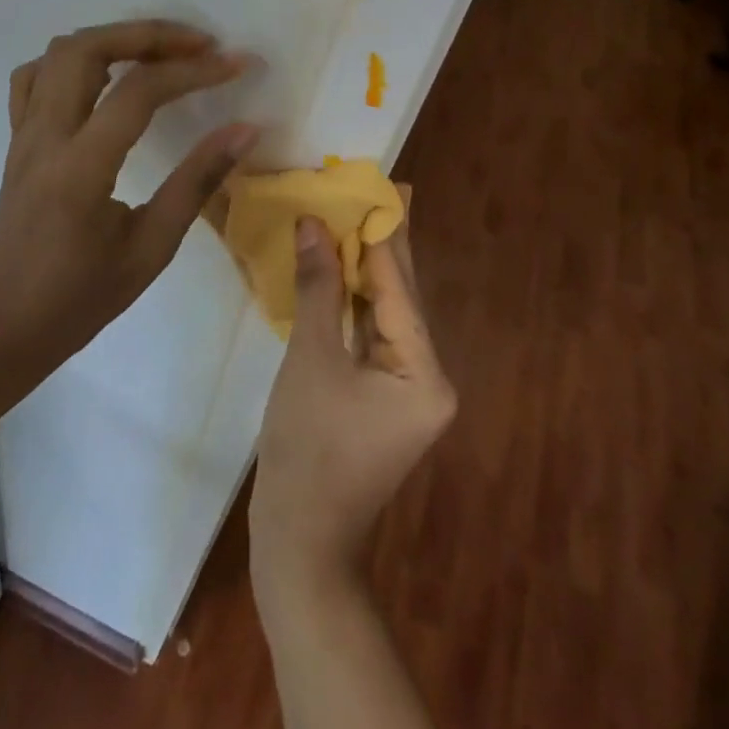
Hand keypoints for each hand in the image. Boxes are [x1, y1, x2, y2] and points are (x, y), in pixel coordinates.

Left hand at [0, 19, 257, 378]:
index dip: (193, 70)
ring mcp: (24, 133)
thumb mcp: (152, 248)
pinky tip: (105, 74)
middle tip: (198, 44)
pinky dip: (75, 59)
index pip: (138, 92)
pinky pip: (36, 76)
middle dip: (149, 34)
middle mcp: (45, 137)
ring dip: (114, 38)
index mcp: (80, 168)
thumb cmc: (82, 297)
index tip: (236, 64)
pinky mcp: (17, 139)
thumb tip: (246, 130)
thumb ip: (197, 181)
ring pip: (60, 52)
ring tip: (161, 52)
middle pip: (88, 48)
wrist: (6, 326)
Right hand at [250, 196, 455, 608]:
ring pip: (383, 313)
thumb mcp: (311, 359)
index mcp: (424, 371)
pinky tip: (340, 268)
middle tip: (373, 189)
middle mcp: (428, 376)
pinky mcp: (383, 396)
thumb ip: (319, 287)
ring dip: (363, 270)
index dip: (381, 234)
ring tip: (352, 215)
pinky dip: (353, 302)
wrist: (299, 542)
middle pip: (399, 296)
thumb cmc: (307, 449)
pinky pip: (371, 334)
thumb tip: (314, 224)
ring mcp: (407, 389)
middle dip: (380, 245)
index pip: (398, 287)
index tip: (373, 185)